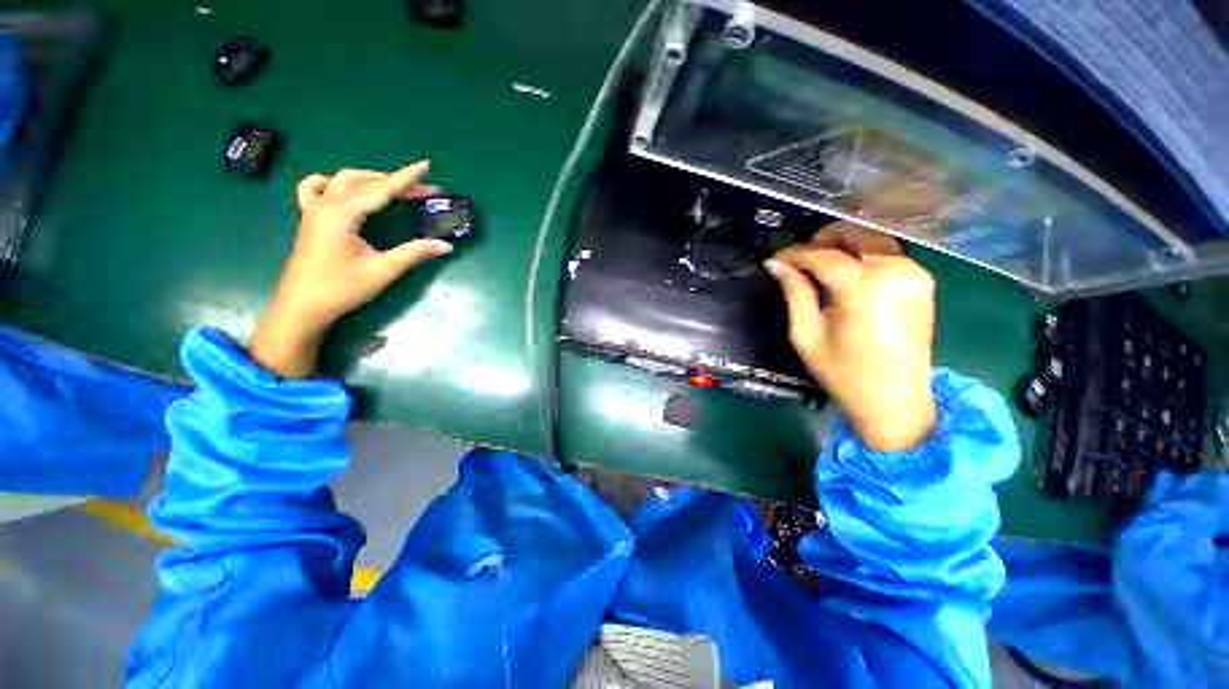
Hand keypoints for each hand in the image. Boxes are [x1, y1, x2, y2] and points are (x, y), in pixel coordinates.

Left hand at [250, 161, 452, 377]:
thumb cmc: (342, 288)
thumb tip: (446, 245)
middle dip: (397, 182)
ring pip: (344, 180)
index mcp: (342, 213)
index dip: (407, 178)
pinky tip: (348, 190)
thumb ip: (415, 253)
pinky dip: (336, 183)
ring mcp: (314, 208)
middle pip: (366, 182)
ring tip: (394, 187)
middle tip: (425, 190)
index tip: (427, 165)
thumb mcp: (383, 270)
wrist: (303, 305)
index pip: (381, 189)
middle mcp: (326, 203)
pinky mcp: (311, 217)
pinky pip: (318, 187)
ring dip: (371, 179)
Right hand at [765, 222, 936, 451]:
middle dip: (822, 240)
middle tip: (799, 260)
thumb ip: (794, 292)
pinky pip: (887, 254)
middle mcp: (896, 270)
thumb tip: (775, 264)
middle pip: (855, 234)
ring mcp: (915, 274)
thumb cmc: (843, 373)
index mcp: (864, 287)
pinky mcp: (923, 281)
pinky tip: (846, 276)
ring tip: (819, 268)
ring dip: (843, 247)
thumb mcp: (807, 334)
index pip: (822, 255)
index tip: (775, 259)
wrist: (895, 401)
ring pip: (872, 241)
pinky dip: (863, 256)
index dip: (794, 253)